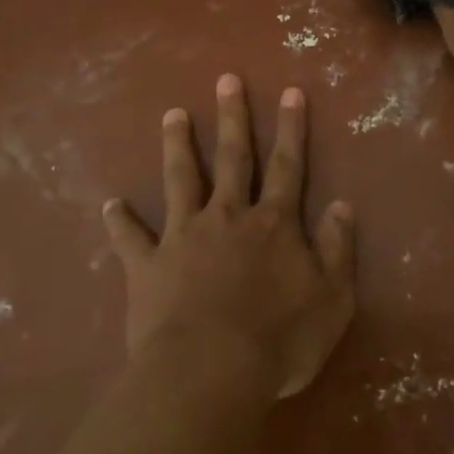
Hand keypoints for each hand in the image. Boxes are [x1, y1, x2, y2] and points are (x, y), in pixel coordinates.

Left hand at [102, 75, 355, 398]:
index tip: (290, 91)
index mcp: (273, 224)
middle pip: (232, 158)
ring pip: (181, 180)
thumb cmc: (279, 340)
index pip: (287, 166)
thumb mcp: (333, 299)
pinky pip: (130, 238)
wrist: (210, 374)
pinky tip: (110, 203)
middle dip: (232, 117)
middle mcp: (228, 217)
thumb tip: (343, 205)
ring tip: (173, 114)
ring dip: (177, 146)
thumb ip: (338, 249)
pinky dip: (120, 221)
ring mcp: (184, 237)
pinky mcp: (148, 266)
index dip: (291, 128)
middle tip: (226, 79)